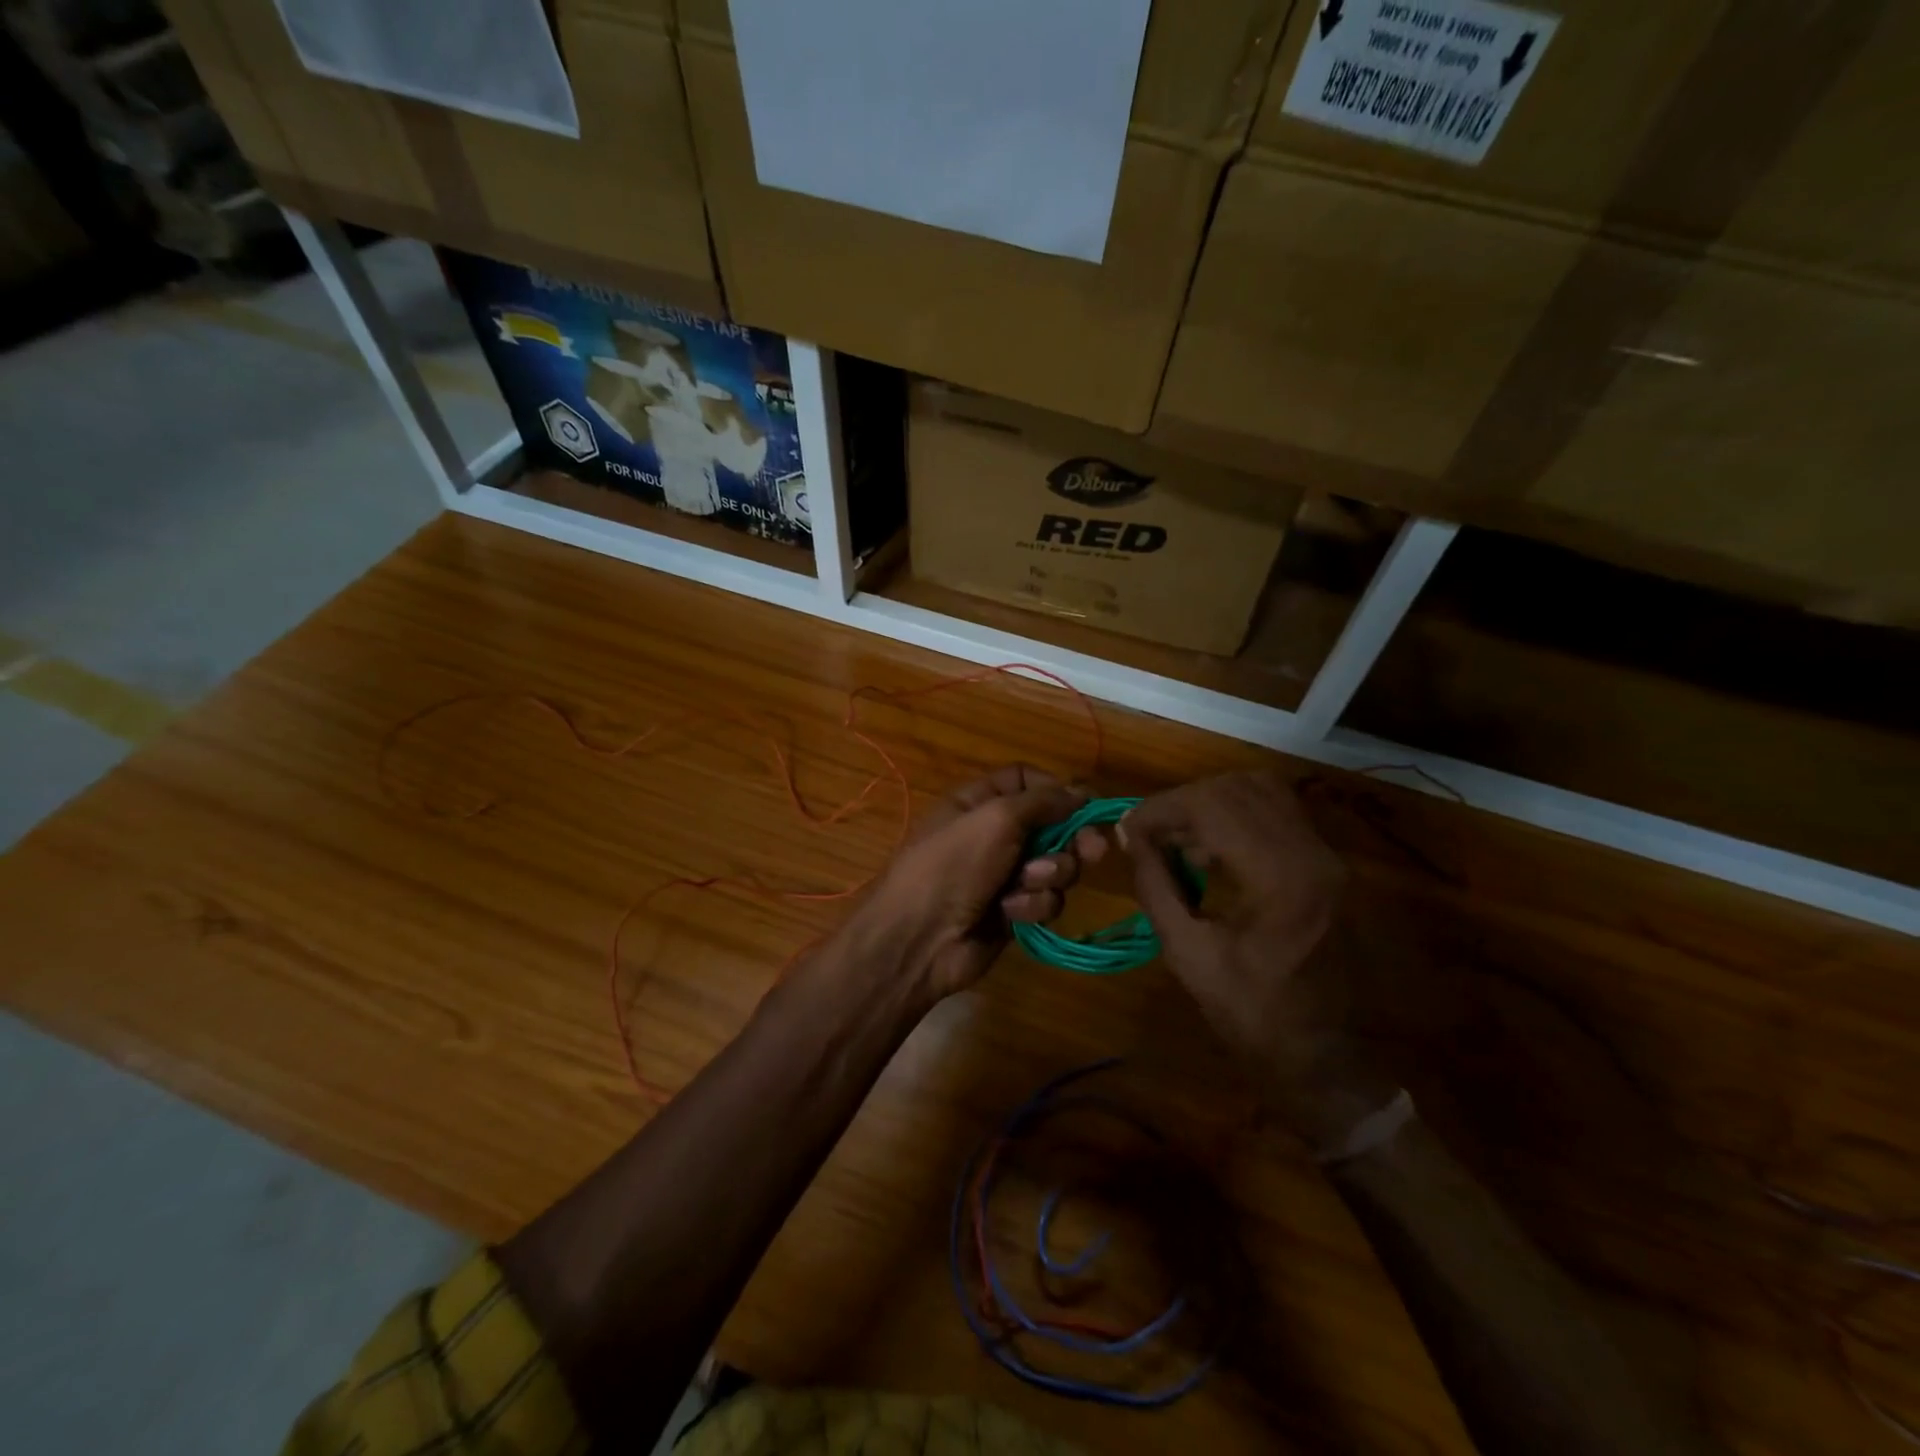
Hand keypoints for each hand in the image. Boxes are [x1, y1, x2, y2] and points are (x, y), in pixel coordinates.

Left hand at [839, 765, 1106, 1005]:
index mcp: (979, 802)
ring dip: (1047, 875)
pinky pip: (1044, 901)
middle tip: (1093, 850)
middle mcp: (993, 835)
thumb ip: (1042, 801)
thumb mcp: (996, 819)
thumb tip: (1081, 792)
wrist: (921, 940)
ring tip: (1025, 884)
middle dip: (1072, 838)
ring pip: (1054, 866)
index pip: (1025, 781)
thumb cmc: (954, 866)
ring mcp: (1004, 875)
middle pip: (1051, 825)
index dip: (1056, 789)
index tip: (1087, 803)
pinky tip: (1011, 913)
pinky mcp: (1014, 912)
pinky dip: (1032, 905)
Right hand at [1123, 772, 1395, 1147]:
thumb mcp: (1189, 956)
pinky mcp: (1331, 863)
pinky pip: (1278, 813)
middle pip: (1237, 787)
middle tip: (1149, 833)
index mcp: (1281, 880)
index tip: (1127, 829)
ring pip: (1262, 791)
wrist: (1331, 1061)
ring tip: (1178, 840)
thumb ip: (1156, 888)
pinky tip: (1212, 850)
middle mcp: (1313, 853)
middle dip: (1182, 802)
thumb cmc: (1254, 1018)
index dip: (1160, 809)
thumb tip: (1129, 839)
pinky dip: (1237, 815)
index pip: (1211, 806)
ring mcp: (1329, 856)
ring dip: (1210, 803)